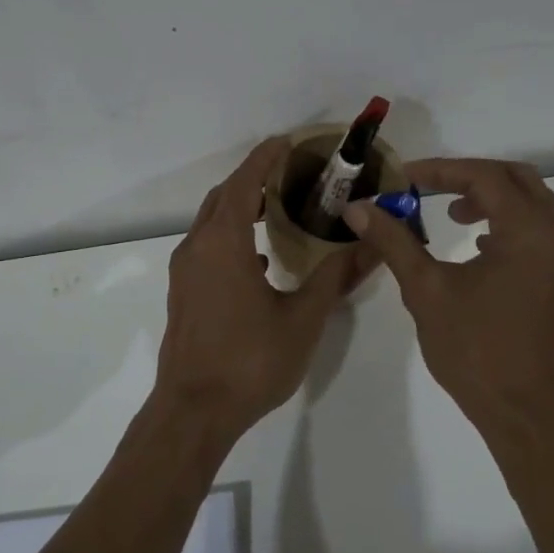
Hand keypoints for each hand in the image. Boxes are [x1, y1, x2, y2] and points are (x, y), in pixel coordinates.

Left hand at [156, 137, 373, 442]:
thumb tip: (371, 247)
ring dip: (240, 207)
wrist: (193, 410)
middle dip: (252, 178)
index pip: (244, 183)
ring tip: (278, 209)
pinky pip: (206, 245)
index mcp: (223, 242)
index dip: (264, 158)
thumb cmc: (250, 360)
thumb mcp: (302, 318)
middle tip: (289, 173)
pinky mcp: (183, 292)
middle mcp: (197, 247)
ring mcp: (184, 270)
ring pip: (211, 222)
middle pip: (223, 197)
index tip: (287, 141)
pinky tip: (259, 257)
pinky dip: (231, 235)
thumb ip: (335, 278)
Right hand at [346, 158, 553, 438]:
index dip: (441, 170)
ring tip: (450, 214)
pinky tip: (476, 247)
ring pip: (531, 204)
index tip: (404, 177)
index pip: (485, 177)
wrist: (524, 413)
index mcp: (529, 233)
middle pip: (517, 179)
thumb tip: (357, 208)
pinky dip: (506, 223)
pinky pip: (537, 231)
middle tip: (430, 187)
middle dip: (470, 176)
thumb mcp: (426, 289)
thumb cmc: (474, 349)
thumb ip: (394, 241)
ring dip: (490, 199)